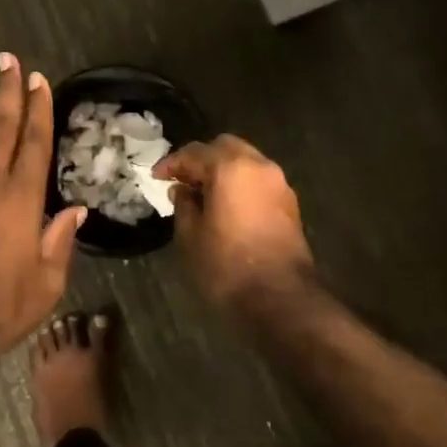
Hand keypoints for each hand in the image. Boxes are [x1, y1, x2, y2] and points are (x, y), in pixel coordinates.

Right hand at [155, 135, 313, 308]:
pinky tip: (226, 206)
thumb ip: (183, 205)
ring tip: (203, 194)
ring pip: (245, 161)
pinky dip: (240, 184)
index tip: (156, 177)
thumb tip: (182, 190)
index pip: (194, 153)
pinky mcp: (290, 203)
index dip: (172, 163)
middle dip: (201, 160)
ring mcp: (278, 183)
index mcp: (230, 167)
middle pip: (224, 147)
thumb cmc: (226, 265)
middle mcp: (258, 165)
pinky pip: (258, 180)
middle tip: (182, 180)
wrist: (280, 298)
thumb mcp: (190, 236)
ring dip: (223, 171)